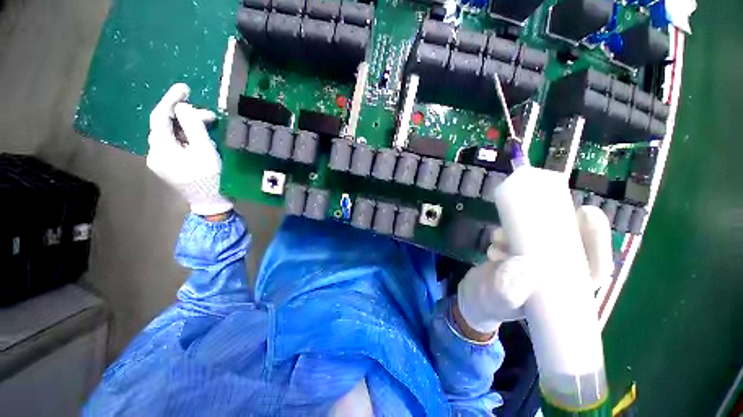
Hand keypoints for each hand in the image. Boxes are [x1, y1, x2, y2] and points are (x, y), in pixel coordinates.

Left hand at [146, 83, 232, 216]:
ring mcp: (160, 160)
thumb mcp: (205, 150)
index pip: (159, 116)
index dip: (171, 100)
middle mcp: (155, 153)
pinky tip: (200, 138)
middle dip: (186, 117)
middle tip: (210, 116)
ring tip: (209, 127)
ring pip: (171, 135)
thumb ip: (193, 126)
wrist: (211, 202)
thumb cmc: (211, 178)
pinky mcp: (168, 165)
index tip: (185, 88)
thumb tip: (182, 107)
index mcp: (161, 149)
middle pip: (166, 126)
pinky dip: (186, 137)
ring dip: (188, 127)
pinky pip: (174, 144)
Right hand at [456, 205, 613, 336]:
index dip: (596, 241)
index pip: (592, 268)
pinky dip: (506, 235)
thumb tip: (524, 266)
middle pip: (571, 246)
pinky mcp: (518, 254)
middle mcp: (556, 276)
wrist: (472, 297)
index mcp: (565, 294)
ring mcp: (536, 263)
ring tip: (498, 239)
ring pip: (541, 240)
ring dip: (521, 232)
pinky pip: (518, 238)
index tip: (586, 213)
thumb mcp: (495, 301)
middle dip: (559, 226)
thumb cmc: (488, 304)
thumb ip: (507, 290)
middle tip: (545, 208)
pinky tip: (493, 242)